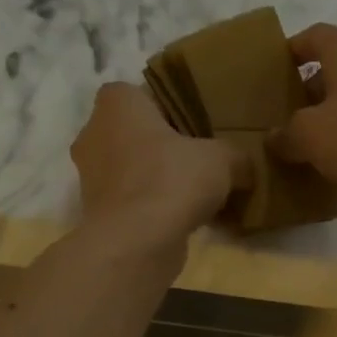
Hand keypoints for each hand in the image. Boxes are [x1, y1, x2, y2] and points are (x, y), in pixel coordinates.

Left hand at [72, 82, 250, 249]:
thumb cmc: (171, 180)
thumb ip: (235, 155)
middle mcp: (94, 134)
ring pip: (132, 169)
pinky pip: (132, 201)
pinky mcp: (97, 213)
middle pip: (135, 133)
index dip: (169, 107)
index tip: (196, 126)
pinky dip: (152, 208)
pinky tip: (183, 220)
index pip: (141, 93)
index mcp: (117, 103)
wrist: (135, 243)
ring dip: (158, 180)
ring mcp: (90, 177)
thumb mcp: (222, 159)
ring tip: (195, 194)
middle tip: (199, 160)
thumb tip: (245, 166)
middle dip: (163, 147)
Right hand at [269, 23, 336, 212]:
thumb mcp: (308, 135)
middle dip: (309, 89)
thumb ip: (286, 135)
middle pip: (334, 67)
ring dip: (333, 115)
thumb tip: (274, 138)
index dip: (290, 51)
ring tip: (311, 141)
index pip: (312, 36)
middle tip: (286, 116)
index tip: (273, 73)